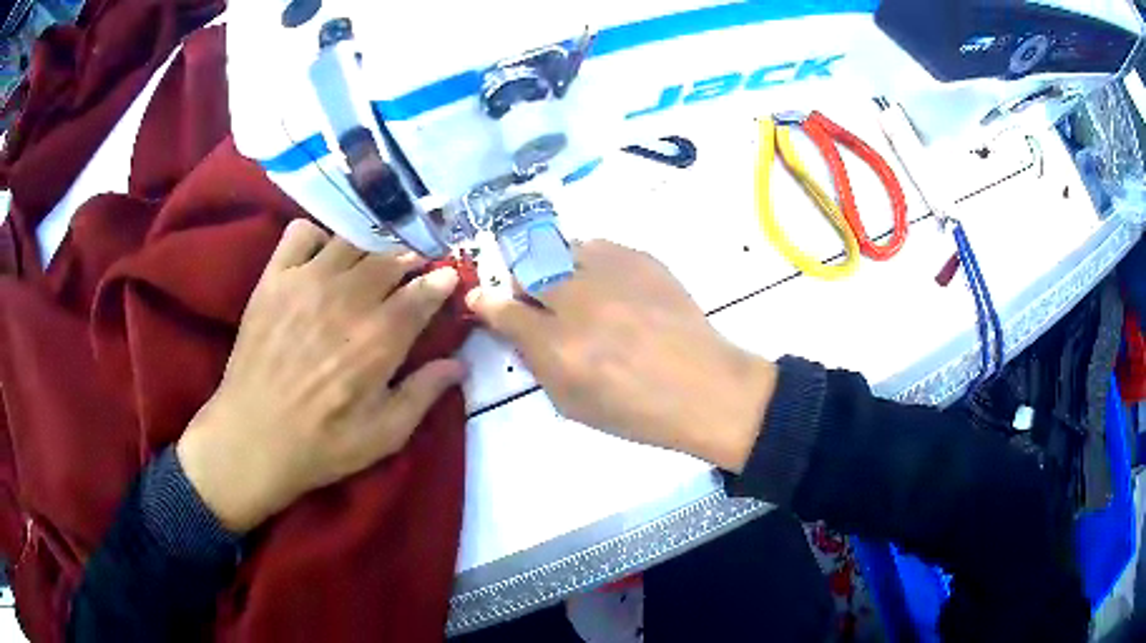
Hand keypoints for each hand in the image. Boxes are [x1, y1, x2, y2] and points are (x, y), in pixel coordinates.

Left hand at [177, 220, 464, 532]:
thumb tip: (459, 364)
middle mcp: (346, 298)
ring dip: (370, 247)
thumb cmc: (322, 444)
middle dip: (409, 262)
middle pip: (391, 259)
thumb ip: (424, 394)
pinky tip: (321, 259)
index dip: (440, 282)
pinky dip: (318, 237)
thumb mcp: (385, 435)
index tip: (446, 280)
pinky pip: (301, 232)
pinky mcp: (274, 279)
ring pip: (352, 240)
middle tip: (410, 274)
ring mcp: (306, 281)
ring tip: (370, 265)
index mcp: (379, 338)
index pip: (422, 292)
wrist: (252, 439)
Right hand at [466, 240, 775, 471]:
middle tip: (539, 304)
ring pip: (560, 250)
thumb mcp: (573, 404)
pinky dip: (591, 263)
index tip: (479, 299)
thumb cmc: (637, 410)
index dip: (486, 303)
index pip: (504, 311)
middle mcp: (579, 301)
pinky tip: (609, 286)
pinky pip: (598, 246)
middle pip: (527, 271)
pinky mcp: (641, 258)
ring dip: (556, 270)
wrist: (705, 388)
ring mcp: (612, 273)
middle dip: (523, 286)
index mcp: (559, 347)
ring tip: (578, 292)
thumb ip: (536, 363)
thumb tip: (515, 329)